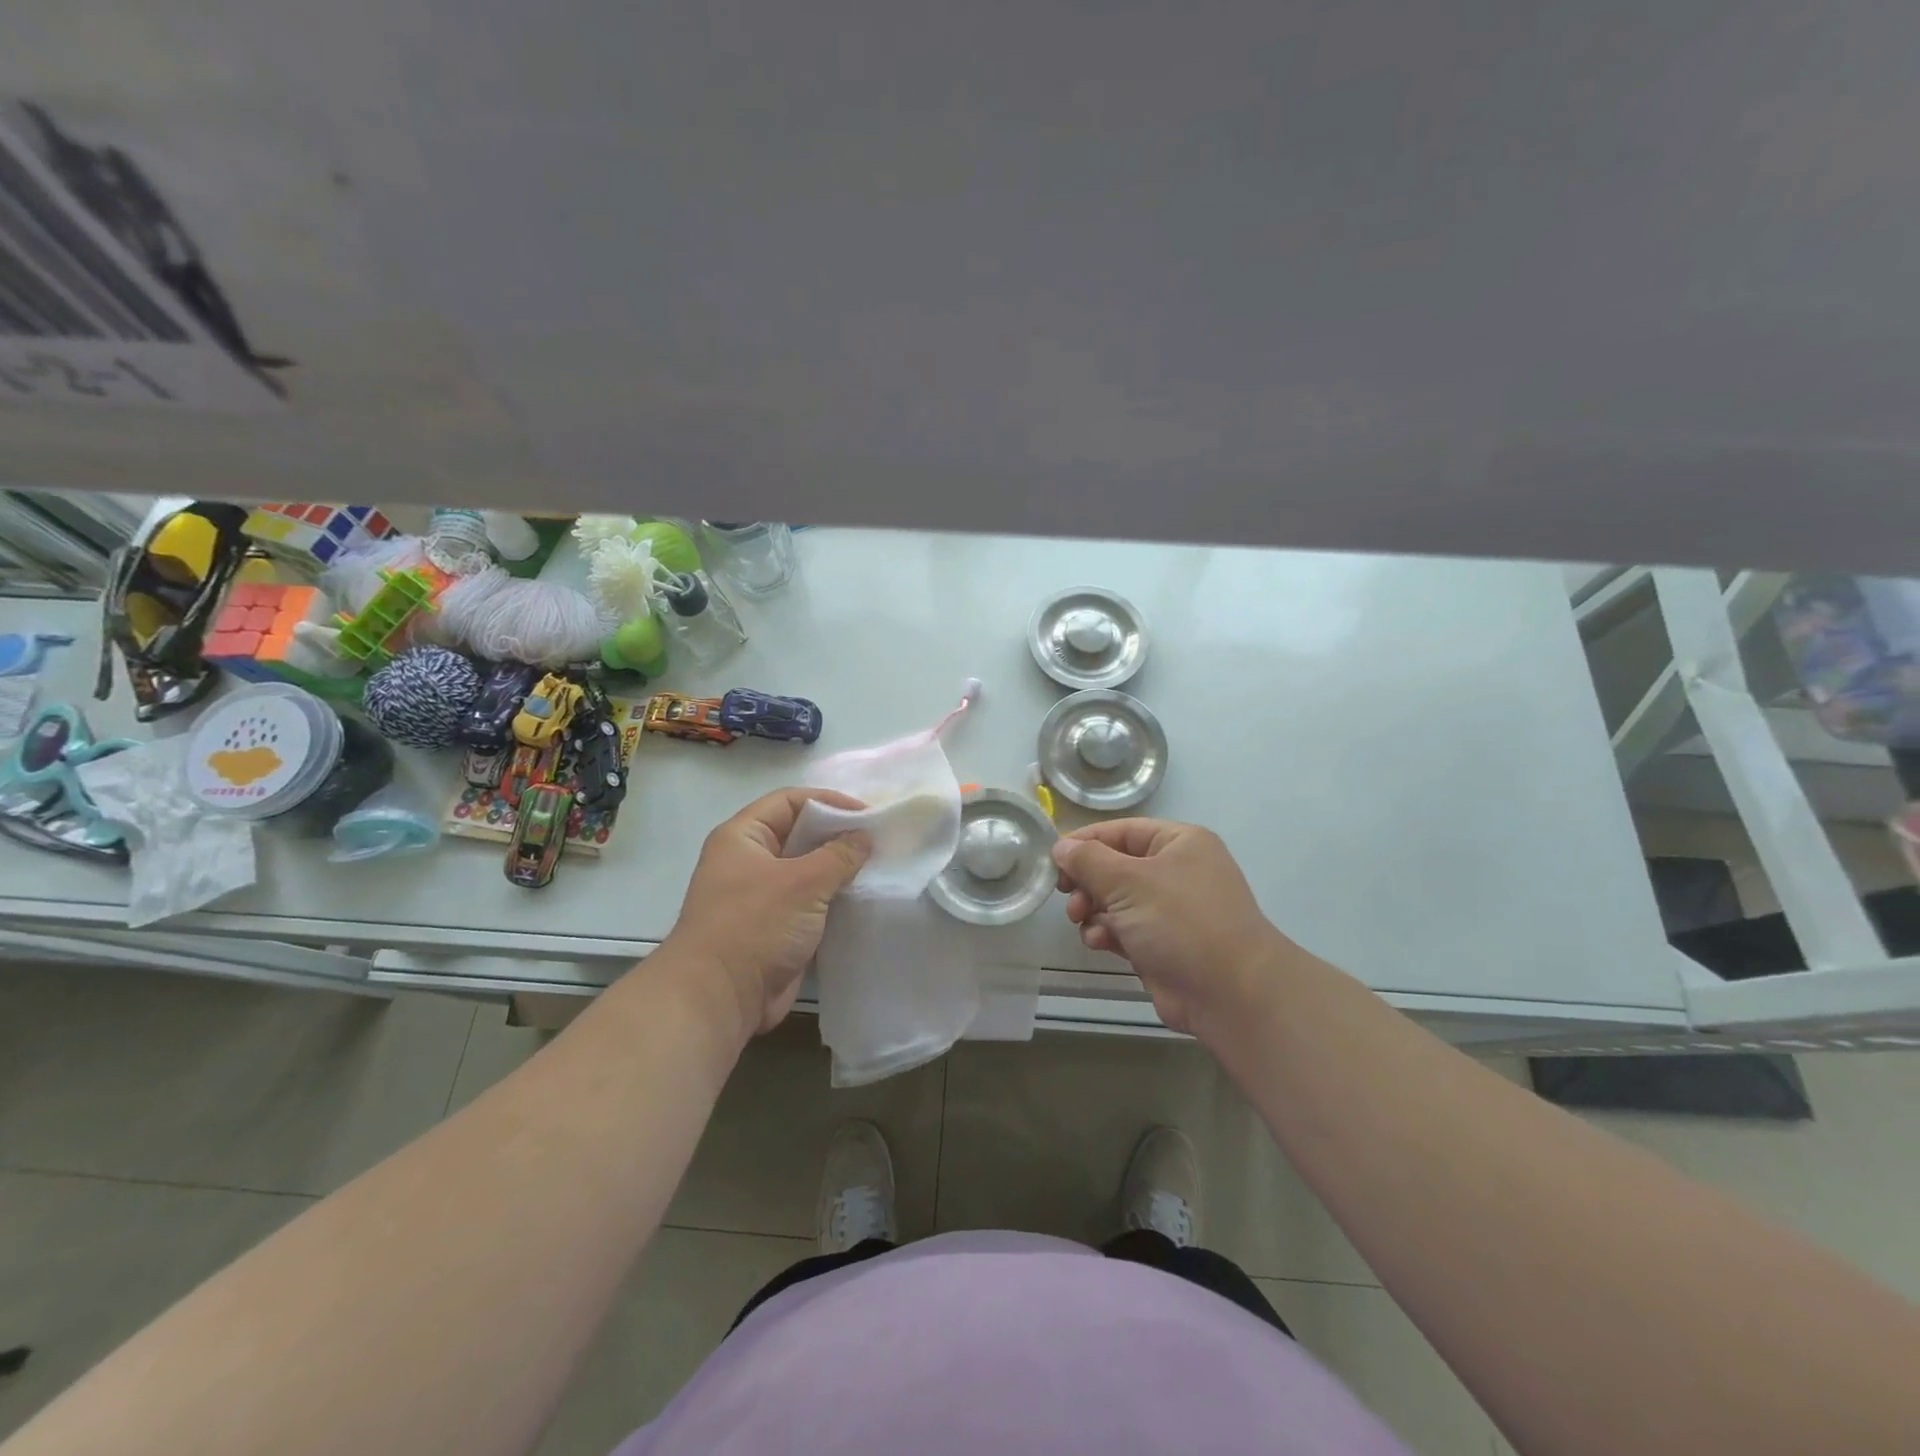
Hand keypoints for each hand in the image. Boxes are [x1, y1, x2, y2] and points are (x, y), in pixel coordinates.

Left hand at [668, 788, 870, 1041]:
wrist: (720, 998)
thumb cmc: (755, 926)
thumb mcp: (803, 882)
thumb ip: (839, 854)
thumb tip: (864, 837)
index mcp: (743, 837)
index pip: (789, 801)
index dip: (828, 801)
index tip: (867, 813)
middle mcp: (750, 861)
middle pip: (800, 835)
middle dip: (838, 835)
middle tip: (880, 839)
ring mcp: (762, 897)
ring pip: (808, 871)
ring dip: (840, 870)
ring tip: (880, 867)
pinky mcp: (776, 928)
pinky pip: (811, 904)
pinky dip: (835, 900)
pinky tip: (866, 899)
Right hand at [1052, 819, 1290, 1037]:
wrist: (1231, 993)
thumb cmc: (1181, 922)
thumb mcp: (1128, 882)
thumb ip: (1088, 860)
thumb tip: (1061, 846)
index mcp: (1179, 843)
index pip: (1121, 831)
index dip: (1084, 843)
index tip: (1052, 860)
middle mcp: (1177, 871)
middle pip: (1116, 866)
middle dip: (1088, 882)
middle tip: (1066, 896)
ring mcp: (1172, 910)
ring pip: (1117, 900)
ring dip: (1094, 909)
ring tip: (1082, 920)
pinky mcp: (1164, 944)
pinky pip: (1125, 929)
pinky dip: (1108, 933)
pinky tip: (1100, 943)